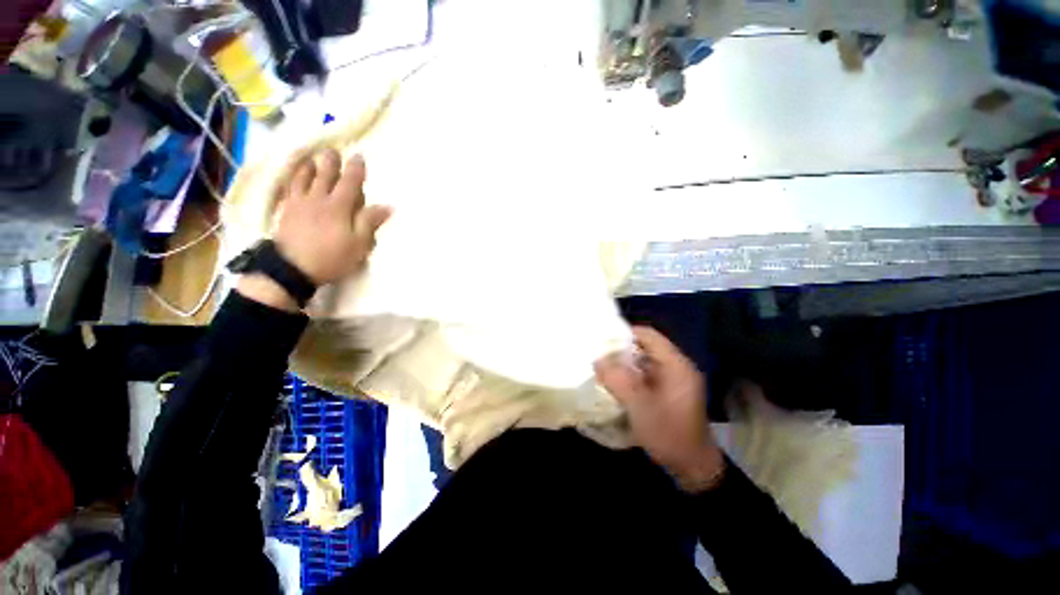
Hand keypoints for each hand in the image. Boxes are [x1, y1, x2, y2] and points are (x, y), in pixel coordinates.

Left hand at [273, 149, 390, 285]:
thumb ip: (369, 222)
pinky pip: (288, 188)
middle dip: (330, 162)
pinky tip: (292, 177)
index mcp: (339, 207)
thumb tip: (387, 206)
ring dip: (308, 166)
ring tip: (310, 158)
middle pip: (324, 175)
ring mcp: (299, 203)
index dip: (355, 169)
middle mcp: (318, 199)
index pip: (349, 183)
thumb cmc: (331, 257)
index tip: (359, 157)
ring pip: (303, 178)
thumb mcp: (358, 244)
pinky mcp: (285, 211)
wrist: (292, 268)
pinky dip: (291, 179)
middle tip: (333, 151)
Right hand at [595, 326, 724, 493]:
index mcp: (676, 365)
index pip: (648, 335)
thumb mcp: (640, 407)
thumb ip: (618, 381)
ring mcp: (673, 380)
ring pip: (643, 362)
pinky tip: (616, 384)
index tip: (602, 341)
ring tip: (602, 369)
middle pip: (644, 347)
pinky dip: (630, 376)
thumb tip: (597, 360)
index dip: (624, 334)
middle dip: (621, 351)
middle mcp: (676, 367)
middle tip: (598, 356)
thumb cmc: (669, 434)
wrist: (694, 467)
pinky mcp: (668, 391)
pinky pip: (645, 375)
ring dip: (624, 365)